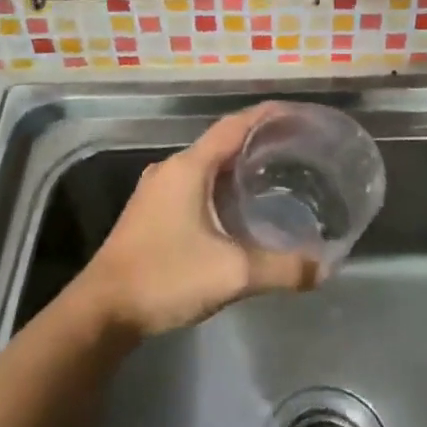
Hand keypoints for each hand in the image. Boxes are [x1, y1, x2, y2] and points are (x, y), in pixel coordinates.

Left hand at [75, 104, 319, 338]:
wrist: (101, 312)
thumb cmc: (165, 278)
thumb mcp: (233, 273)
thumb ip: (282, 269)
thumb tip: (324, 268)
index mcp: (189, 167)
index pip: (234, 125)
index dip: (267, 116)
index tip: (298, 114)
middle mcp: (171, 169)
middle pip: (221, 142)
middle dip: (258, 141)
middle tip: (296, 148)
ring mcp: (156, 191)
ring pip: (206, 165)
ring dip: (238, 165)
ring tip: (275, 175)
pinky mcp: (150, 212)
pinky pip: (194, 185)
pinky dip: (220, 186)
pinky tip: (238, 208)